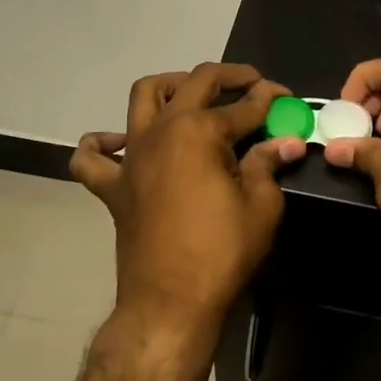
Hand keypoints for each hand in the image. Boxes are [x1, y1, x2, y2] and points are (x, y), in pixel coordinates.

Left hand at [70, 63, 305, 338]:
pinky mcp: (113, 185)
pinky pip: (92, 157)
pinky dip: (101, 144)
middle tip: (251, 84)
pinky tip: (118, 143)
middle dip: (229, 77)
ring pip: (143, 97)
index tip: (287, 98)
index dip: (271, 99)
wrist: (169, 303)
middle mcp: (162, 129)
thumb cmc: (221, 253)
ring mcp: (132, 155)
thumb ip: (270, 165)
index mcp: (200, 131)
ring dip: (169, 86)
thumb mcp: (261, 207)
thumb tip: (287, 141)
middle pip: (196, 83)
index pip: (244, 105)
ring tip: (191, 95)